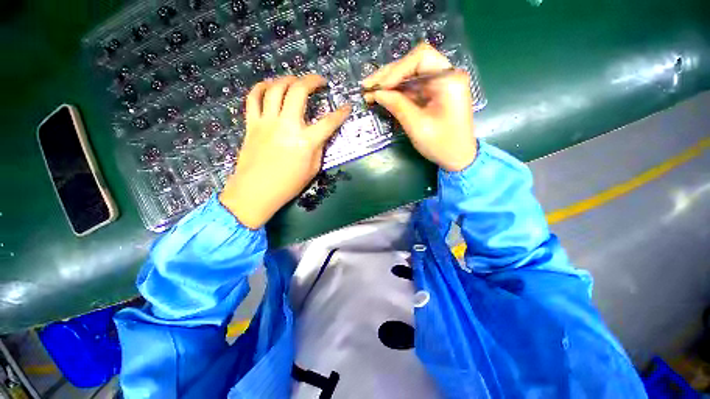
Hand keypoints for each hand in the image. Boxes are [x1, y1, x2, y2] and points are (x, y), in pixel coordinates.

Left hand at [219, 75, 351, 228]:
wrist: (256, 192)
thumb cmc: (288, 185)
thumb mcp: (312, 170)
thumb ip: (318, 149)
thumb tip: (319, 135)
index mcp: (305, 141)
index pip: (329, 122)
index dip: (341, 113)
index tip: (347, 107)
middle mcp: (286, 125)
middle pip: (298, 91)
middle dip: (312, 81)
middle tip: (319, 82)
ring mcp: (266, 122)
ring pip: (275, 88)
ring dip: (287, 79)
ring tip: (295, 81)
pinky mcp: (252, 124)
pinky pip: (253, 98)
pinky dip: (261, 87)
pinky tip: (269, 86)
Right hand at [363, 43, 475, 171]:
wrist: (458, 157)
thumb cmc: (441, 144)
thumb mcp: (417, 126)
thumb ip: (397, 105)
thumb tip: (376, 93)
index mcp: (449, 79)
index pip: (420, 57)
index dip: (396, 69)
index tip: (379, 87)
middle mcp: (446, 75)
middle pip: (413, 64)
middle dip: (389, 75)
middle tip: (366, 86)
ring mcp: (440, 84)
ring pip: (410, 75)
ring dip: (390, 83)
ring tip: (369, 91)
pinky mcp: (434, 94)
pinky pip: (413, 87)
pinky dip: (397, 92)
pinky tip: (382, 96)